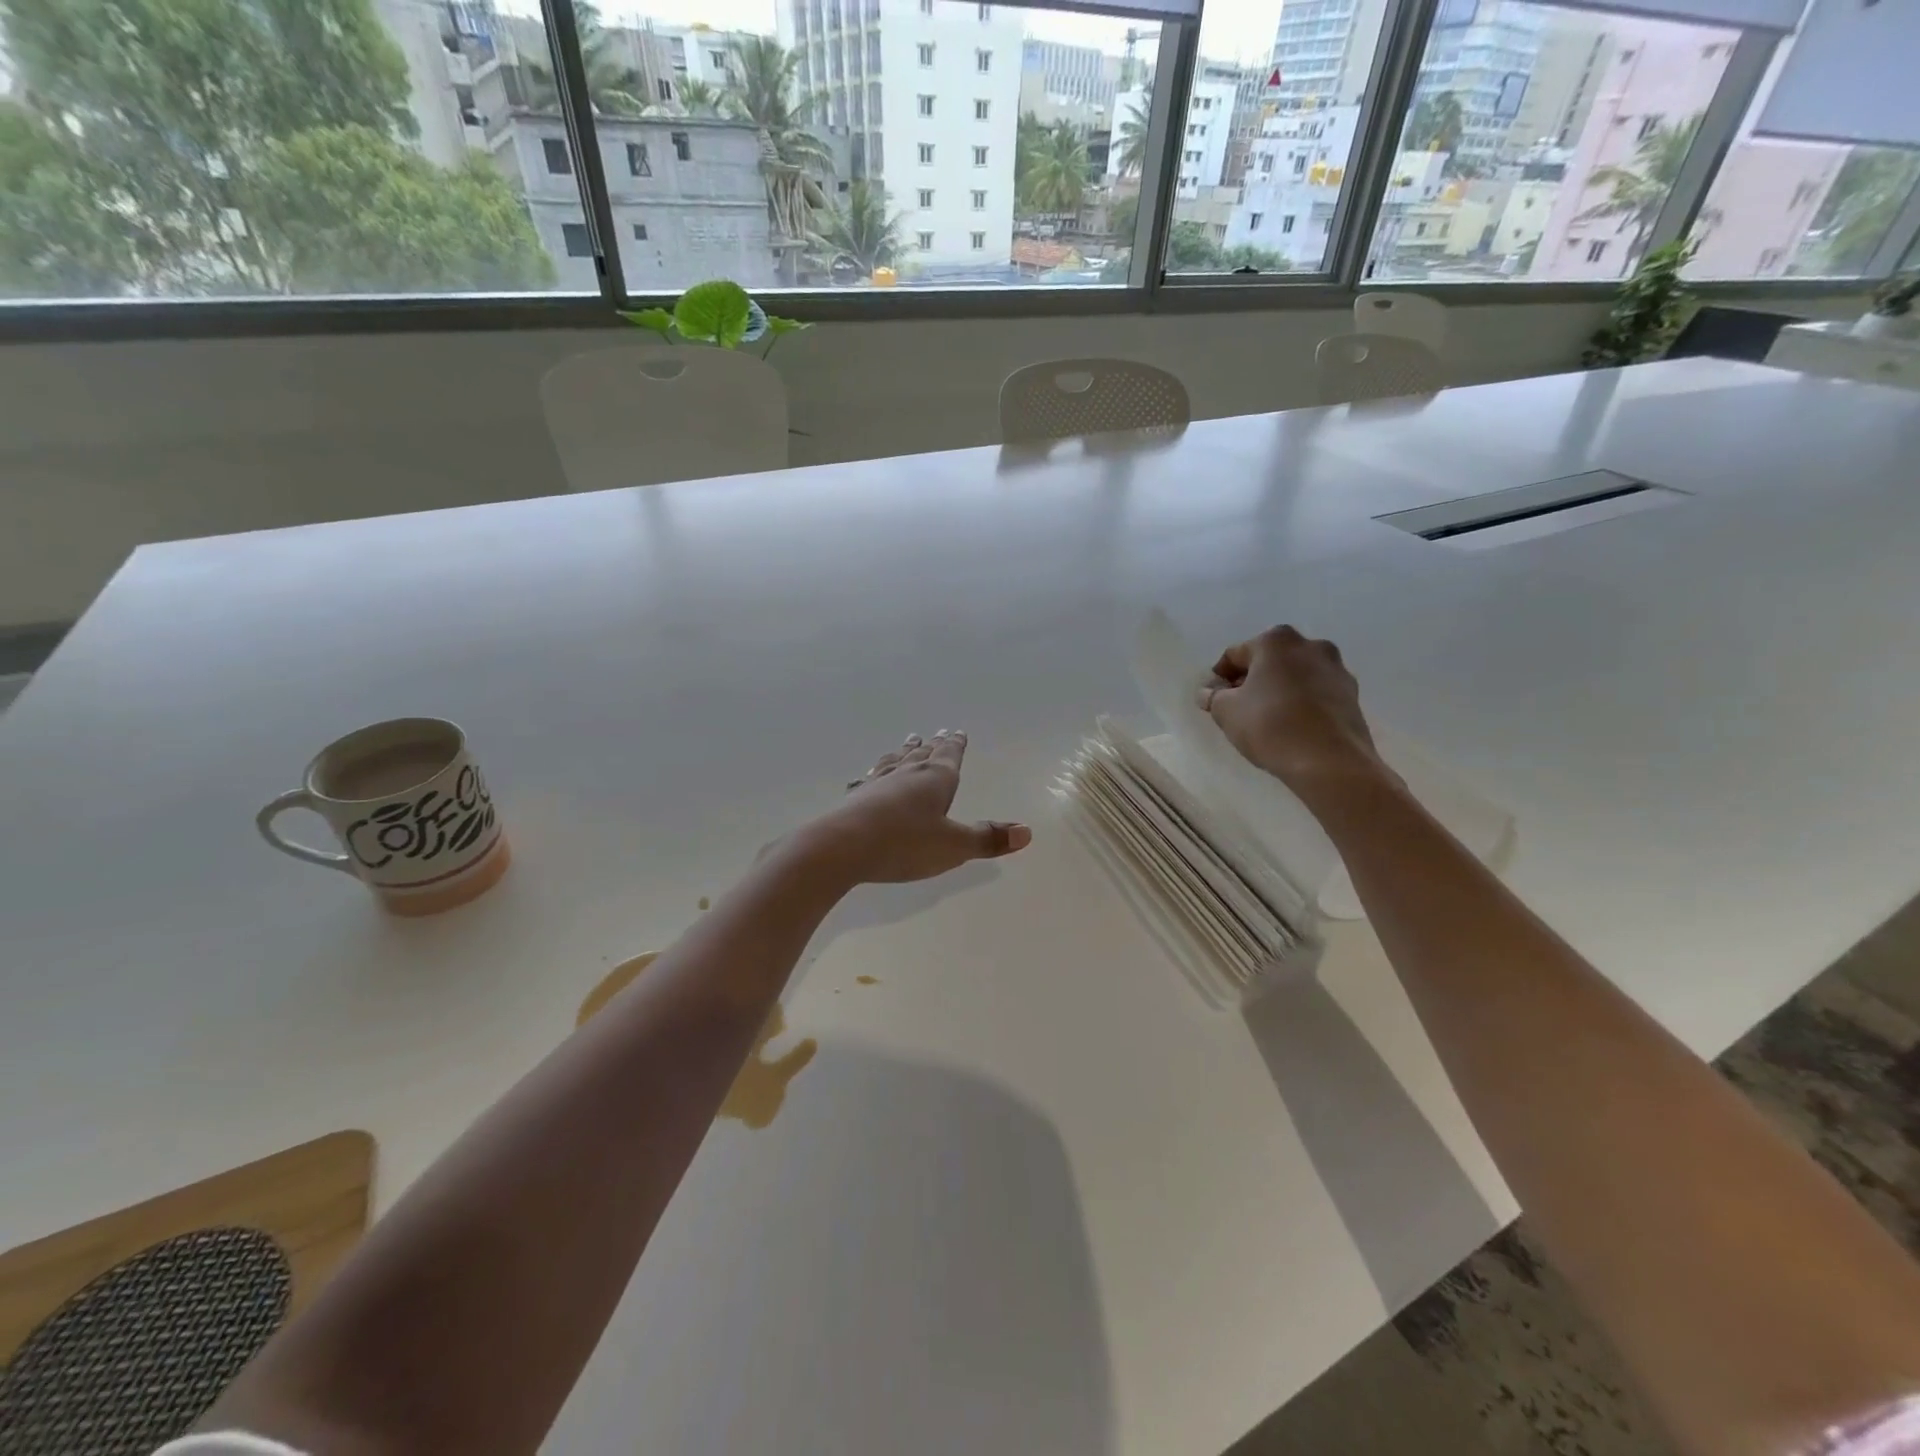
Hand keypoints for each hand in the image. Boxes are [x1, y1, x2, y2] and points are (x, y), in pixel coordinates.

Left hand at [799, 731, 1031, 884]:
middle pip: (923, 755)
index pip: (949, 756)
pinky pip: (868, 780)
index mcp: (936, 779)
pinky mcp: (855, 799)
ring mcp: (878, 784)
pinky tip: (866, 776)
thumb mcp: (954, 847)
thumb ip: (987, 839)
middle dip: (932, 746)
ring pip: (895, 762)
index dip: (956, 745)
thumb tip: (1026, 831)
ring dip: (904, 752)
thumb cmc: (905, 844)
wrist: (841, 848)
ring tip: (908, 742)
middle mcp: (907, 774)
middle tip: (936, 733)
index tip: (957, 731)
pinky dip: (873, 775)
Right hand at [1198, 626, 1393, 795]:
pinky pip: (1316, 692)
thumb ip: (1213, 696)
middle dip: (1251, 680)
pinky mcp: (1352, 694)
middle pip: (1269, 660)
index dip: (1219, 678)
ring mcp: (1336, 668)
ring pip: (1295, 675)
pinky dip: (1301, 702)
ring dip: (1278, 690)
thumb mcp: (1226, 711)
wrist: (1329, 762)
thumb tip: (1209, 692)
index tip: (1213, 700)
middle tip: (1238, 707)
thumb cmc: (1270, 726)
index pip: (1235, 654)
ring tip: (1267, 718)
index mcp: (1276, 641)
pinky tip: (1292, 726)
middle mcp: (1310, 645)